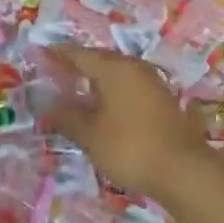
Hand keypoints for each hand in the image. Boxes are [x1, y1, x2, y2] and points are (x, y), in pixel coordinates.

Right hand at [40, 46, 212, 199]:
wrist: (182, 169)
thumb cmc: (129, 147)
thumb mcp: (90, 135)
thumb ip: (66, 118)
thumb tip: (46, 108)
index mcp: (114, 69)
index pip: (79, 54)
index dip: (59, 54)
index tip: (41, 53)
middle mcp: (134, 67)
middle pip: (100, 59)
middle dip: (78, 64)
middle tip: (56, 72)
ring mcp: (151, 81)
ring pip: (117, 71)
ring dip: (96, 77)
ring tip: (77, 88)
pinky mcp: (162, 98)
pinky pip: (129, 84)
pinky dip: (112, 89)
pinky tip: (104, 104)